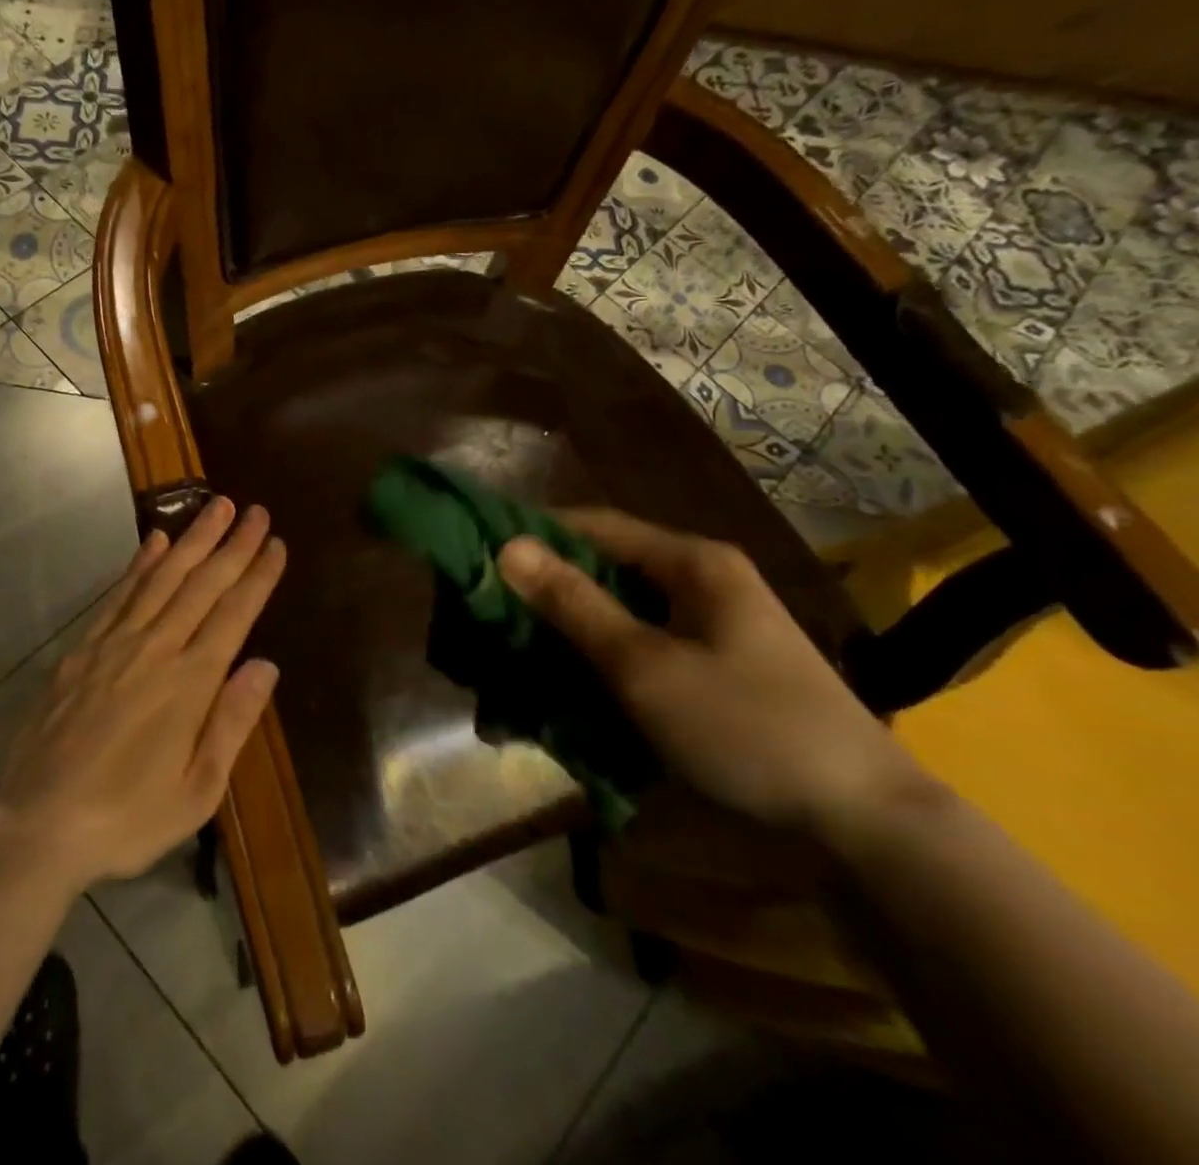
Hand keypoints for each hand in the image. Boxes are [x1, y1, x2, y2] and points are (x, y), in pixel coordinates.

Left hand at [0, 497, 286, 889]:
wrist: (37, 824)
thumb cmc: (127, 818)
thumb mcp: (196, 790)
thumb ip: (232, 722)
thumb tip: (266, 665)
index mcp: (190, 683)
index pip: (234, 614)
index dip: (257, 576)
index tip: (275, 543)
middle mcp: (156, 648)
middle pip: (202, 583)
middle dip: (232, 544)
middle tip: (254, 510)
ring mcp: (114, 643)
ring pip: (162, 577)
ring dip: (192, 539)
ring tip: (214, 507)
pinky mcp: (82, 648)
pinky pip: (119, 594)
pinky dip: (140, 563)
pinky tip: (154, 541)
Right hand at [499, 509, 926, 837]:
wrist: (864, 820)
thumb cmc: (747, 727)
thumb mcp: (645, 665)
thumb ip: (573, 604)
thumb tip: (507, 546)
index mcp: (692, 562)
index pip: (594, 525)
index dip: (535, 534)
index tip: (480, 555)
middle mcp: (701, 580)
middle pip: (606, 566)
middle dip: (548, 588)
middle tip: (491, 611)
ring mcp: (711, 623)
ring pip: (620, 608)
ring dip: (571, 626)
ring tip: (517, 647)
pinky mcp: (714, 663)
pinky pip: (641, 642)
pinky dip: (602, 654)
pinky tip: (569, 679)